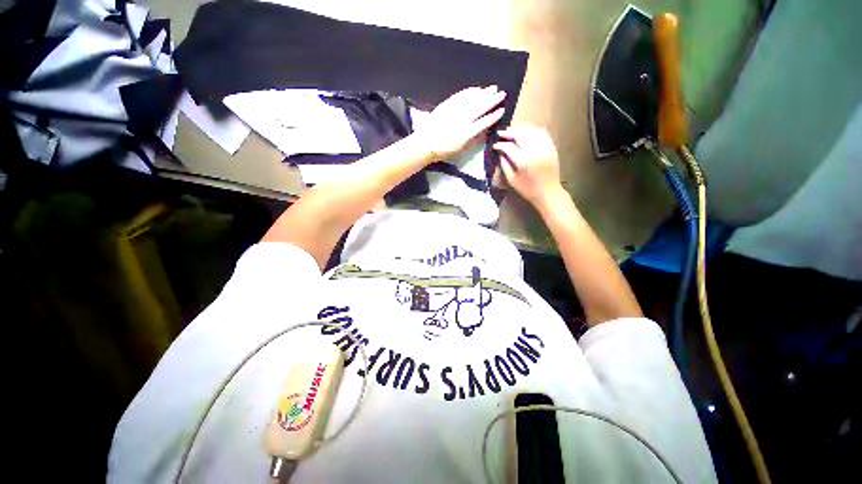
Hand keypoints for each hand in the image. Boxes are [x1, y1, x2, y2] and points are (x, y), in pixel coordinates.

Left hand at [414, 86, 505, 161]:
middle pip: (480, 107)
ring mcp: (454, 111)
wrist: (426, 143)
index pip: (484, 122)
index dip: (494, 116)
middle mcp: (462, 120)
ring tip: (492, 88)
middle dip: (492, 99)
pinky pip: (460, 96)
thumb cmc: (445, 150)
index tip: (502, 110)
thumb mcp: (462, 149)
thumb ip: (474, 139)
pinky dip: (469, 92)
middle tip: (502, 93)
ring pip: (472, 99)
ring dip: (483, 93)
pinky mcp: (447, 105)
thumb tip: (485, 130)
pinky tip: (476, 89)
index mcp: (467, 133)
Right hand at [493, 125, 564, 208]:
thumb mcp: (512, 179)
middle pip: (520, 134)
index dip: (500, 145)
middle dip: (509, 133)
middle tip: (501, 133)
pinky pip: (542, 133)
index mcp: (523, 160)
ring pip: (531, 131)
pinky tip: (526, 132)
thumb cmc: (527, 189)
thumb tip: (501, 153)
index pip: (508, 147)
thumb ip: (505, 164)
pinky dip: (532, 130)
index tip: (494, 145)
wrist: (548, 192)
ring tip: (512, 132)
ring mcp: (544, 147)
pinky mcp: (551, 147)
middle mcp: (534, 150)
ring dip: (520, 129)